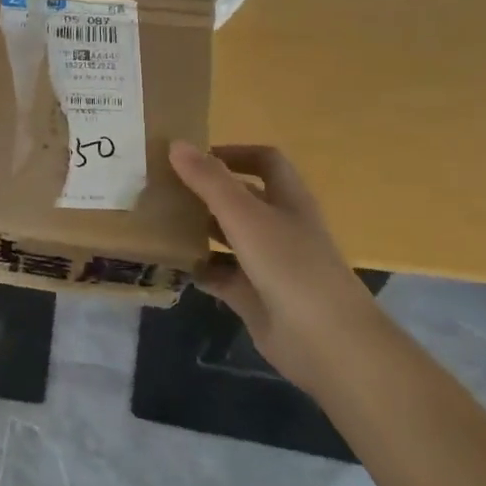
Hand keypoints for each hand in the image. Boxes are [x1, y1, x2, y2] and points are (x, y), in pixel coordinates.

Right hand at [167, 142, 378, 381]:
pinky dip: (198, 269)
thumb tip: (175, 144)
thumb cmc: (290, 266)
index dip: (233, 153)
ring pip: (228, 237)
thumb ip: (210, 181)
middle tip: (163, 188)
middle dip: (206, 192)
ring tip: (159, 222)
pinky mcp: (254, 297)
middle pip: (241, 199)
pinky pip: (220, 276)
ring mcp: (268, 264)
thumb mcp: (245, 216)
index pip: (264, 161)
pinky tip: (171, 265)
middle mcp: (279, 227)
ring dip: (198, 229)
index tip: (192, 157)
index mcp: (287, 200)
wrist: (326, 341)